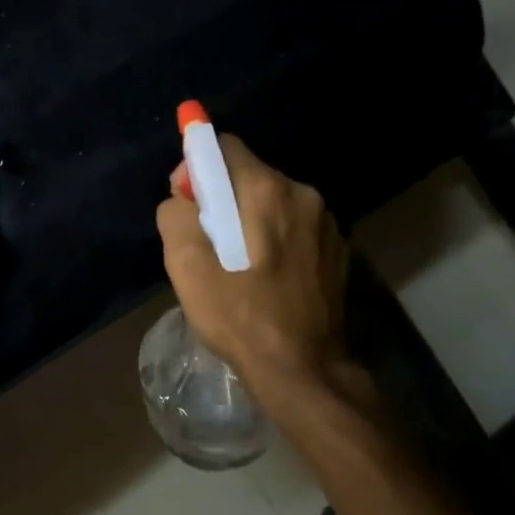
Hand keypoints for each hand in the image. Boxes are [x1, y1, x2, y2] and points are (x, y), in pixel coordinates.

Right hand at [156, 134, 352, 396]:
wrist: (304, 369)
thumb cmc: (240, 317)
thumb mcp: (187, 267)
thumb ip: (176, 215)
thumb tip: (184, 197)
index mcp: (266, 190)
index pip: (224, 146)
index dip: (196, 168)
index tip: (186, 204)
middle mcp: (303, 193)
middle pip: (249, 174)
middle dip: (221, 197)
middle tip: (206, 242)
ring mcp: (327, 221)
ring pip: (272, 201)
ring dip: (249, 218)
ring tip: (236, 264)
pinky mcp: (338, 248)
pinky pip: (294, 225)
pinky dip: (274, 237)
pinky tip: (266, 276)